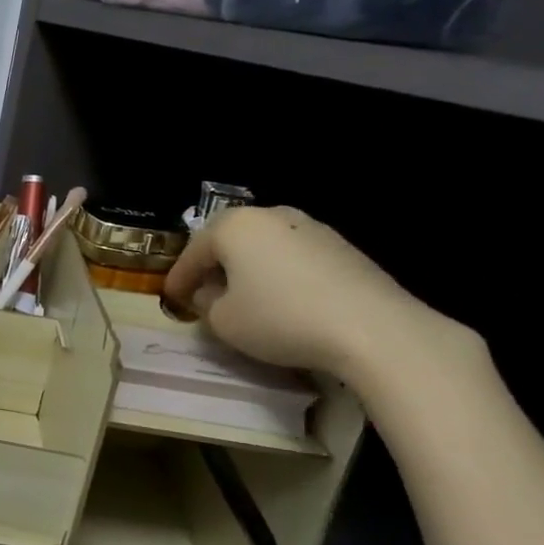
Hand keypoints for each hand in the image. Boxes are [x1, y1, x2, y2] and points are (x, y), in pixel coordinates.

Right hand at [160, 205, 454, 381]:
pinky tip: (283, 300)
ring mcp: (311, 227)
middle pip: (229, 242)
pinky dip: (280, 275)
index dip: (178, 279)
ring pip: (264, 247)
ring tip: (245, 297)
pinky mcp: (342, 247)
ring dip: (249, 269)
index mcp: (234, 226)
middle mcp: (271, 215)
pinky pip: (294, 258)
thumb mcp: (224, 321)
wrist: (373, 329)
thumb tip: (212, 294)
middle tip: (204, 293)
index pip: (193, 253)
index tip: (170, 298)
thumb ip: (207, 303)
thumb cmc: (281, 319)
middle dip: (214, 266)